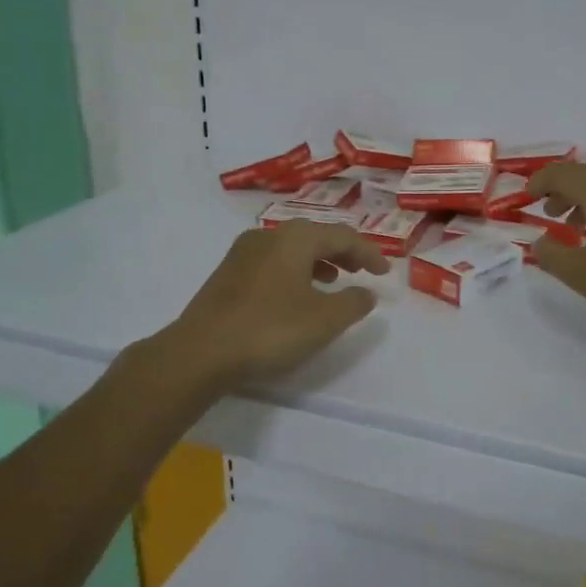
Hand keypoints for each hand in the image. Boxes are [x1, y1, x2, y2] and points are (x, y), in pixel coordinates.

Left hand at [160, 219, 391, 388]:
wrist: (200, 351)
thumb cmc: (270, 329)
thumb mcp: (324, 320)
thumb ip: (353, 303)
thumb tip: (367, 292)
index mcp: (296, 238)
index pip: (343, 236)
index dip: (368, 253)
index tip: (385, 273)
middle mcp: (269, 235)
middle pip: (315, 236)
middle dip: (342, 253)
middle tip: (361, 271)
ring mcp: (243, 252)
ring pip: (291, 249)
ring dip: (318, 262)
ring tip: (332, 282)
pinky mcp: (227, 273)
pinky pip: (272, 262)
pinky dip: (294, 271)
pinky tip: (295, 295)